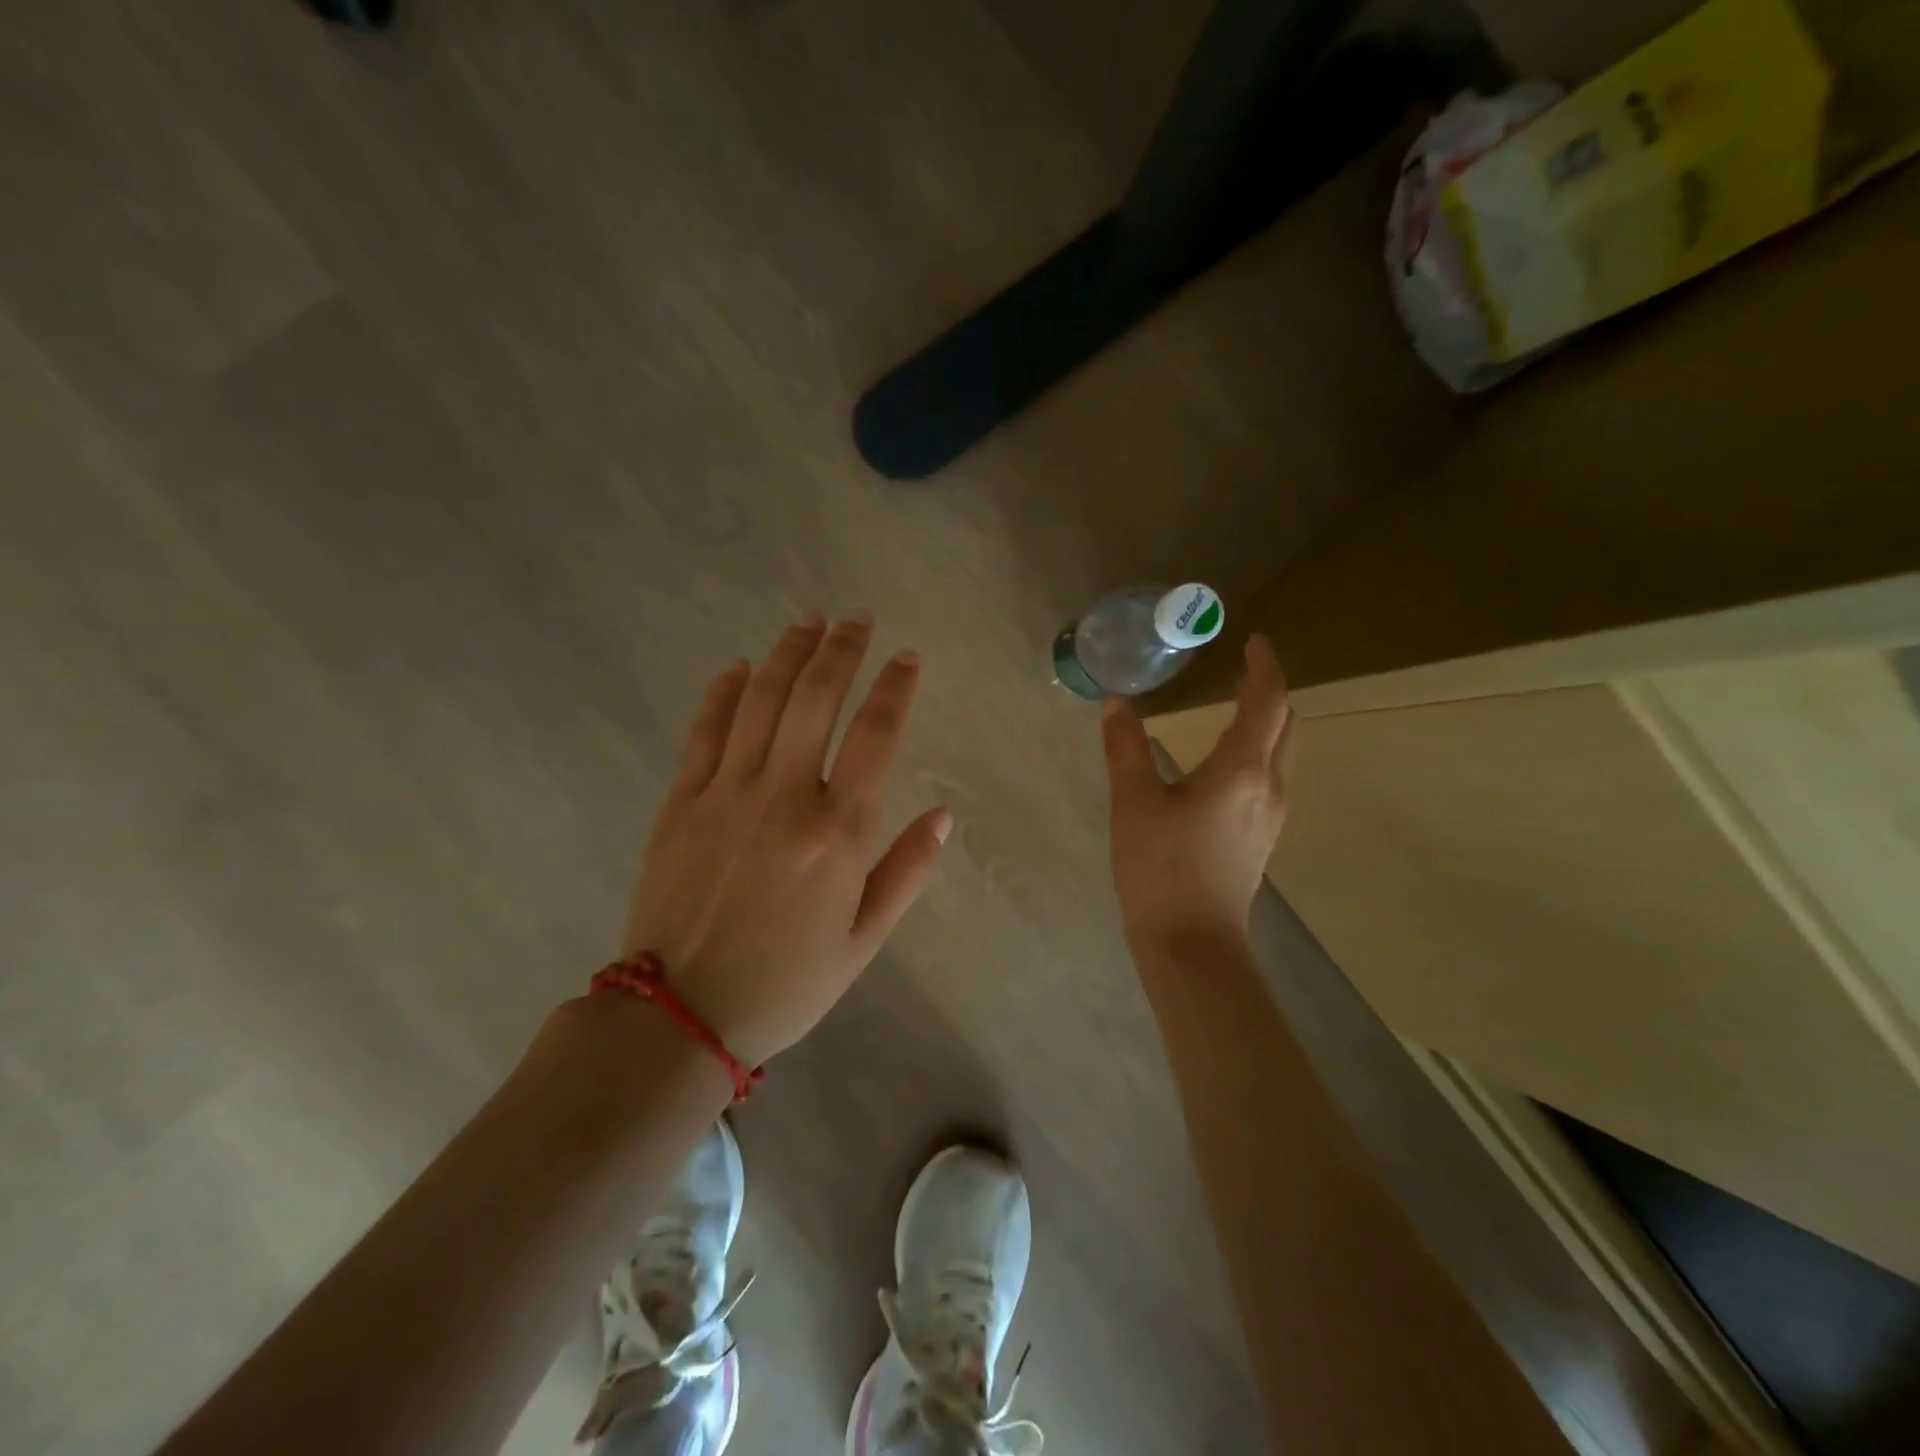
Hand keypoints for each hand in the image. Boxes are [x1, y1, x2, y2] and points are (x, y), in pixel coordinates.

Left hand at [622, 613, 949, 1065]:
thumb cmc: (786, 984)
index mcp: (838, 832)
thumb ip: (906, 872)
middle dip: (841, 649)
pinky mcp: (680, 802)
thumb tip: (942, 816)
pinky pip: (704, 732)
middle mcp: (784, 796)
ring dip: (787, 653)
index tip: (906, 656)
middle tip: (856, 618)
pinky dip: (723, 693)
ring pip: (760, 700)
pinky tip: (737, 667)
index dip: (895, 687)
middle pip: (815, 698)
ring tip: (808, 621)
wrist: (679, 1017)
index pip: (876, 735)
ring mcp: (726, 793)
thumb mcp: (864, 942)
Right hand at [1102, 635, 1293, 952]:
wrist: (1191, 944)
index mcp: (1241, 770)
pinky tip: (1224, 761)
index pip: (1267, 703)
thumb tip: (1116, 702)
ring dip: (1266, 722)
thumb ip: (1125, 747)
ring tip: (1234, 705)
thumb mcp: (1133, 803)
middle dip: (1268, 691)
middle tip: (1242, 669)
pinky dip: (1257, 750)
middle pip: (1285, 725)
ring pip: (1282, 752)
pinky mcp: (1260, 837)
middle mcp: (1268, 786)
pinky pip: (1270, 776)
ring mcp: (1270, 815)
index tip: (1254, 641)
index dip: (1263, 667)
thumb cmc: (1160, 868)